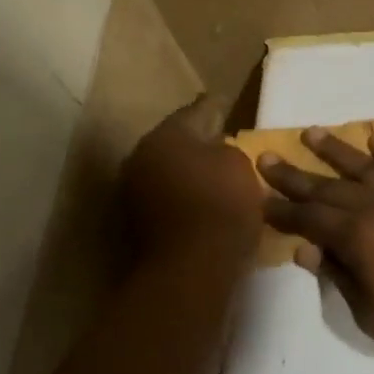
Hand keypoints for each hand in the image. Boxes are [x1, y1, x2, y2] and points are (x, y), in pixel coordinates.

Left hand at [123, 95, 262, 257]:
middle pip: (175, 142)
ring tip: (215, 176)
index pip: (196, 111)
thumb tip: (214, 151)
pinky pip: (166, 198)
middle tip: (222, 141)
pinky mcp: (137, 223)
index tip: (224, 103)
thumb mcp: (240, 167)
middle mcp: (141, 157)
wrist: (190, 271)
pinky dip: (182, 197)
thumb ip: (227, 150)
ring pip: (168, 171)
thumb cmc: (221, 209)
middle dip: (197, 142)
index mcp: (166, 135)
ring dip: (188, 172)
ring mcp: (134, 192)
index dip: (215, 106)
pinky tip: (203, 204)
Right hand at [257, 128, 373, 371]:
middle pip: (330, 186)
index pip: (310, 218)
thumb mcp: (373, 315)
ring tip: (312, 133)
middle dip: (295, 175)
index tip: (259, 200)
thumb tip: (305, 248)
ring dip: (337, 149)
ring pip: (368, 165)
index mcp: (361, 237)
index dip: (283, 211)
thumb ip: (339, 276)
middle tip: (267, 157)